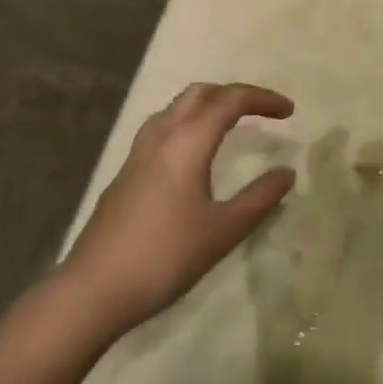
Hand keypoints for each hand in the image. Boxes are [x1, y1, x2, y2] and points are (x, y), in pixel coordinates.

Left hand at [60, 83, 296, 337]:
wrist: (92, 290)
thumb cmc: (164, 257)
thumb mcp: (222, 231)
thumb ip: (259, 198)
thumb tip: (287, 172)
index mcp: (188, 141)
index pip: (231, 100)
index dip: (263, 99)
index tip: (290, 112)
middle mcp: (162, 135)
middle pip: (201, 93)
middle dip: (235, 94)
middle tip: (262, 113)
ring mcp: (138, 152)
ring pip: (177, 107)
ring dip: (208, 105)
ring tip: (231, 124)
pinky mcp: (126, 171)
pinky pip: (162, 126)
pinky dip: (188, 122)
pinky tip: (194, 153)